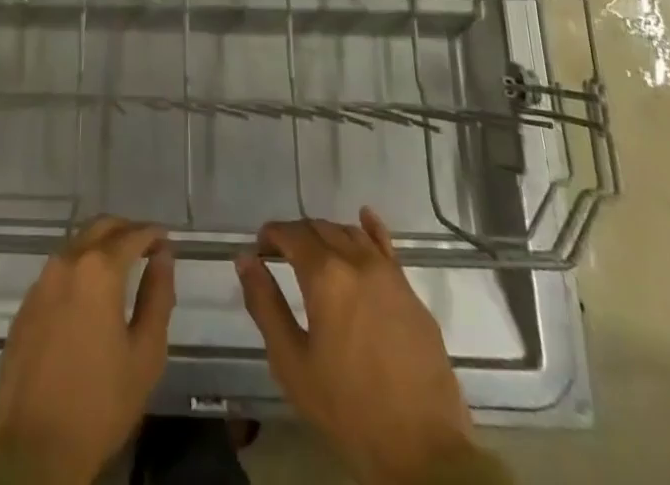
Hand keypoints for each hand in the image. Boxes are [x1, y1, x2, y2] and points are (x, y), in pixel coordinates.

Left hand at [0, 217, 175, 484]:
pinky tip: (89, 295)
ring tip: (121, 267)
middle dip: (126, 230)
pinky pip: (57, 271)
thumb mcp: (145, 354)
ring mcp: (41, 282)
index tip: (167, 241)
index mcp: (99, 270)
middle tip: (146, 246)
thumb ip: (158, 296)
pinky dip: (79, 269)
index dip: (153, 234)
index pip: (132, 235)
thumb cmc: (100, 403)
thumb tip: (163, 257)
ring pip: (76, 245)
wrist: (34, 449)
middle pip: (100, 227)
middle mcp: (67, 262)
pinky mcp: (26, 304)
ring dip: (100, 246)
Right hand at [237, 207, 474, 484]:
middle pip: (320, 229)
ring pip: (351, 234)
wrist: (423, 451)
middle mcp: (357, 261)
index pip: (291, 233)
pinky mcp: (411, 293)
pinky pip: (387, 247)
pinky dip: (371, 229)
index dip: (270, 235)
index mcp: (325, 275)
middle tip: (282, 255)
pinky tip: (364, 218)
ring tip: (316, 254)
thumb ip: (265, 305)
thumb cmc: (348, 409)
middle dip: (297, 235)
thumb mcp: (292, 363)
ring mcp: (389, 275)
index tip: (260, 250)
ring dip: (328, 235)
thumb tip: (245, 259)